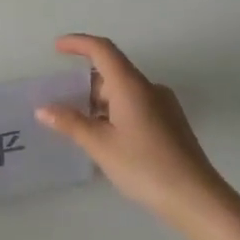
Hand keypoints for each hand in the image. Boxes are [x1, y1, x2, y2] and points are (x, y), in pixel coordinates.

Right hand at [36, 35, 239, 233]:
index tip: (56, 47)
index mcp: (131, 86)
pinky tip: (104, 138)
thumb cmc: (144, 166)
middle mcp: (149, 89)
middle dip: (84, 84)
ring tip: (77, 125)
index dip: (78, 43)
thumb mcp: (100, 145)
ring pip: (124, 92)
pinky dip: (114, 113)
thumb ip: (71, 123)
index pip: (102, 50)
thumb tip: (44, 109)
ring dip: (99, 102)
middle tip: (60, 103)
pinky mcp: (170, 123)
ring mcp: (164, 106)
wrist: (194, 196)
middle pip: (113, 73)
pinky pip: (136, 107)